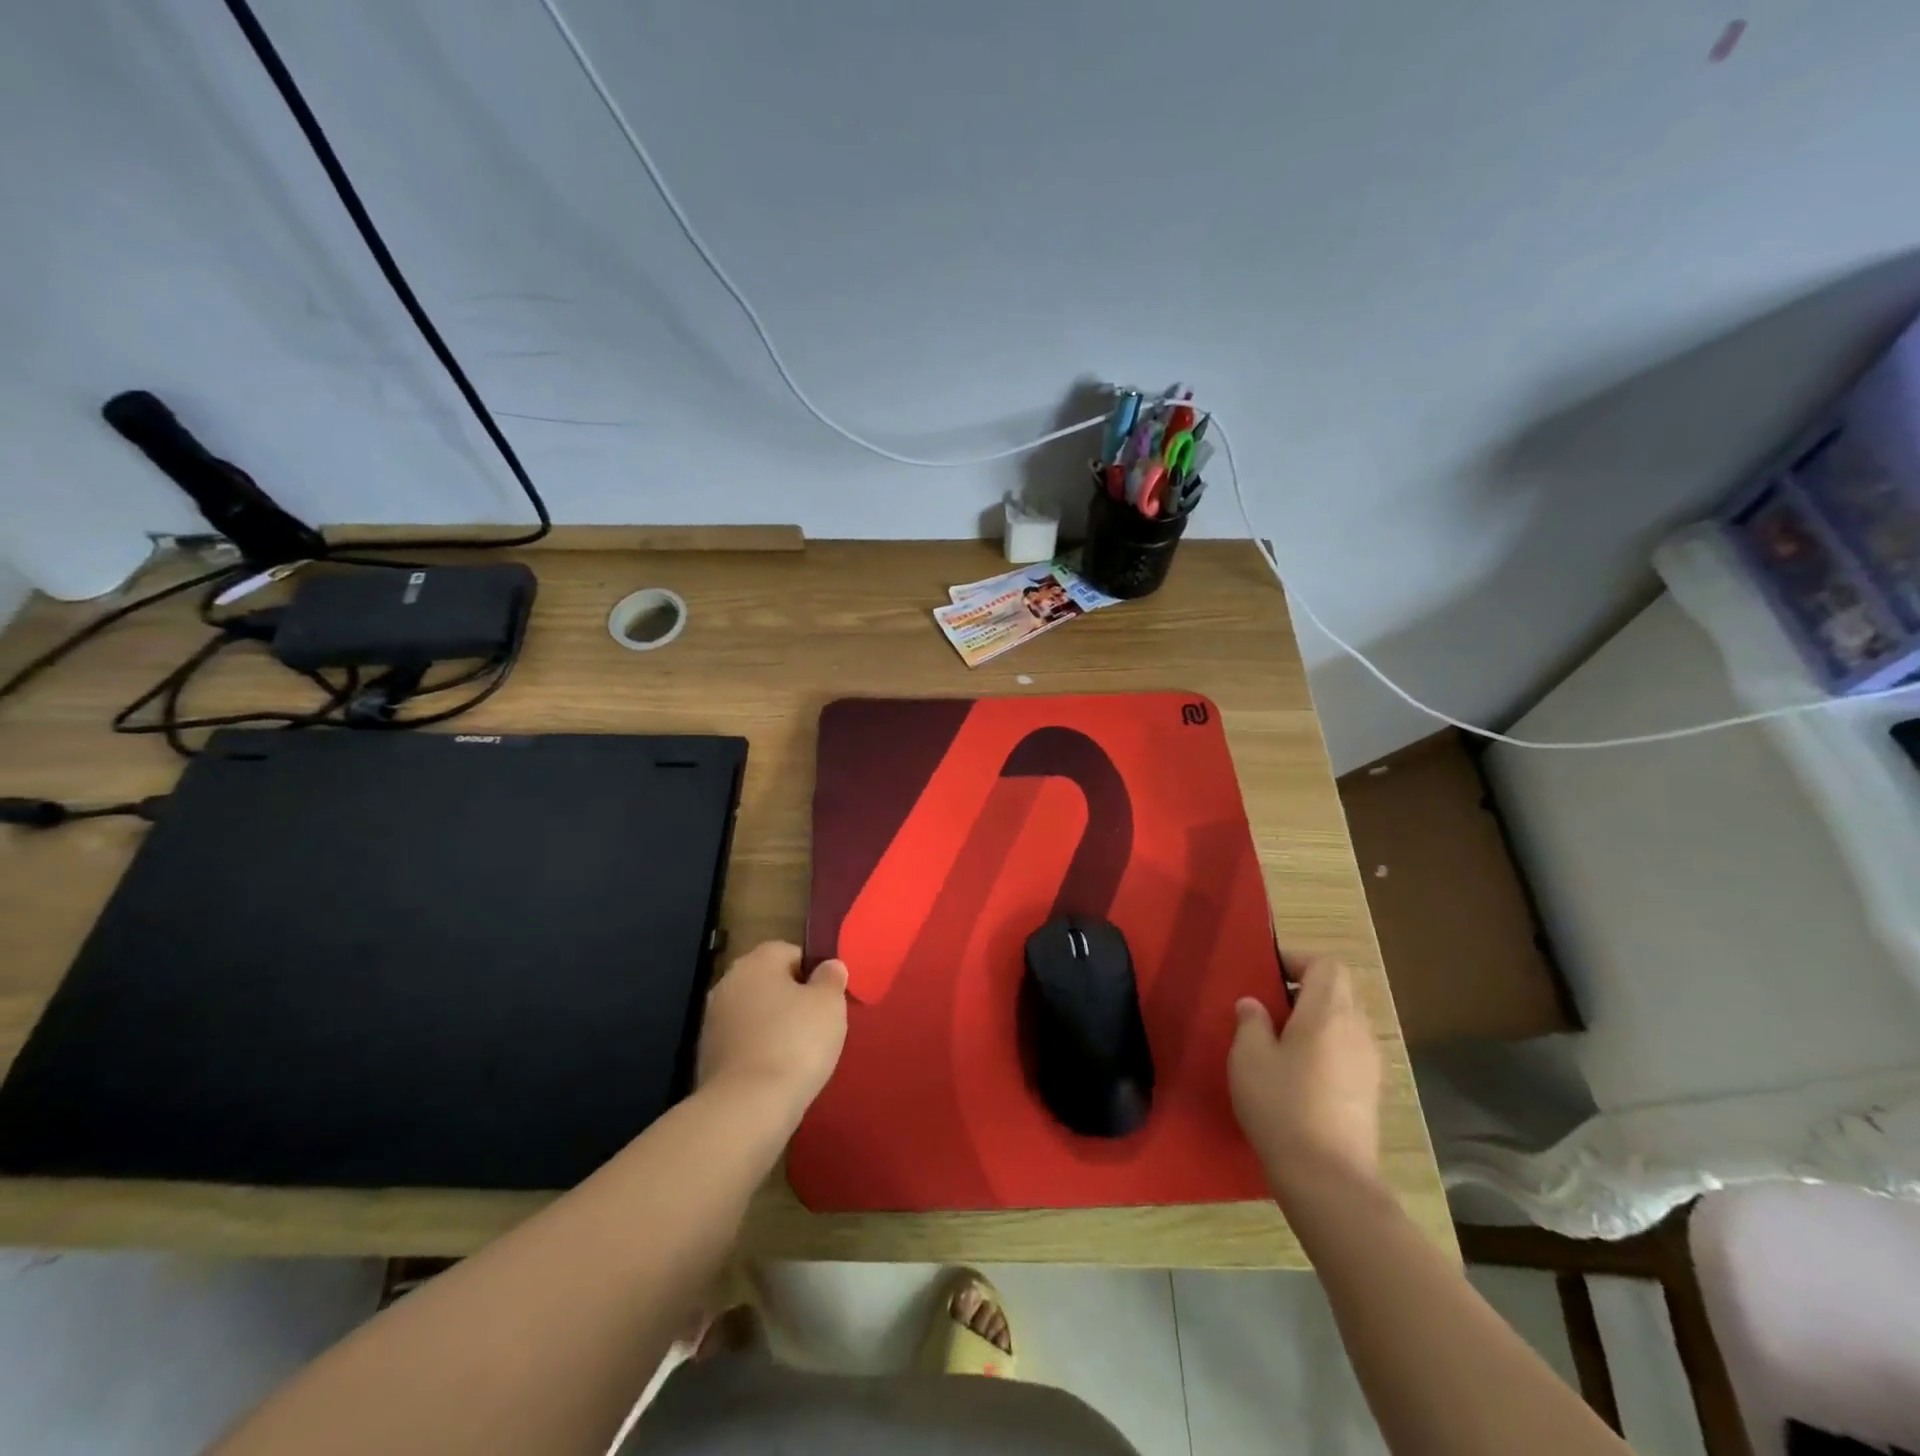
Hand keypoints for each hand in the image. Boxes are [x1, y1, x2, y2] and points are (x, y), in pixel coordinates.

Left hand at [697, 941, 848, 1125]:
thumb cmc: (796, 1042)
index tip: (829, 1000)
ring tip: (800, 1054)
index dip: (815, 974)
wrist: (747, 1107)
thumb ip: (831, 978)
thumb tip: (828, 966)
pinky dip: (760, 1052)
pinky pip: (744, 1043)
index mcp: (758, 960)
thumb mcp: (830, 1003)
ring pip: (756, 1014)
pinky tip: (777, 1073)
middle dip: (793, 1000)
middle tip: (818, 1026)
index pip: (792, 953)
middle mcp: (729, 982)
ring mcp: (713, 1020)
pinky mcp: (707, 1056)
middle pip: (771, 983)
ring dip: (775, 1027)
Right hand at [1228, 954, 1381, 1202]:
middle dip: (1305, 990)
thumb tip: (1254, 1005)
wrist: (1329, 1179)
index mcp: (1328, 1012)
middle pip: (1339, 990)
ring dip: (1316, 1021)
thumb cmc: (1282, 1106)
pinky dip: (1327, 1048)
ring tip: (1281, 1042)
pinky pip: (1349, 1051)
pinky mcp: (1371, 1092)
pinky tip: (1300, 1076)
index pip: (1327, 964)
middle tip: (1269, 1008)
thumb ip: (1251, 1022)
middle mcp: (1357, 1030)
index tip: (1268, 975)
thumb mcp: (1249, 1057)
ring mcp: (1370, 1063)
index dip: (1298, 960)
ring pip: (1345, 1022)